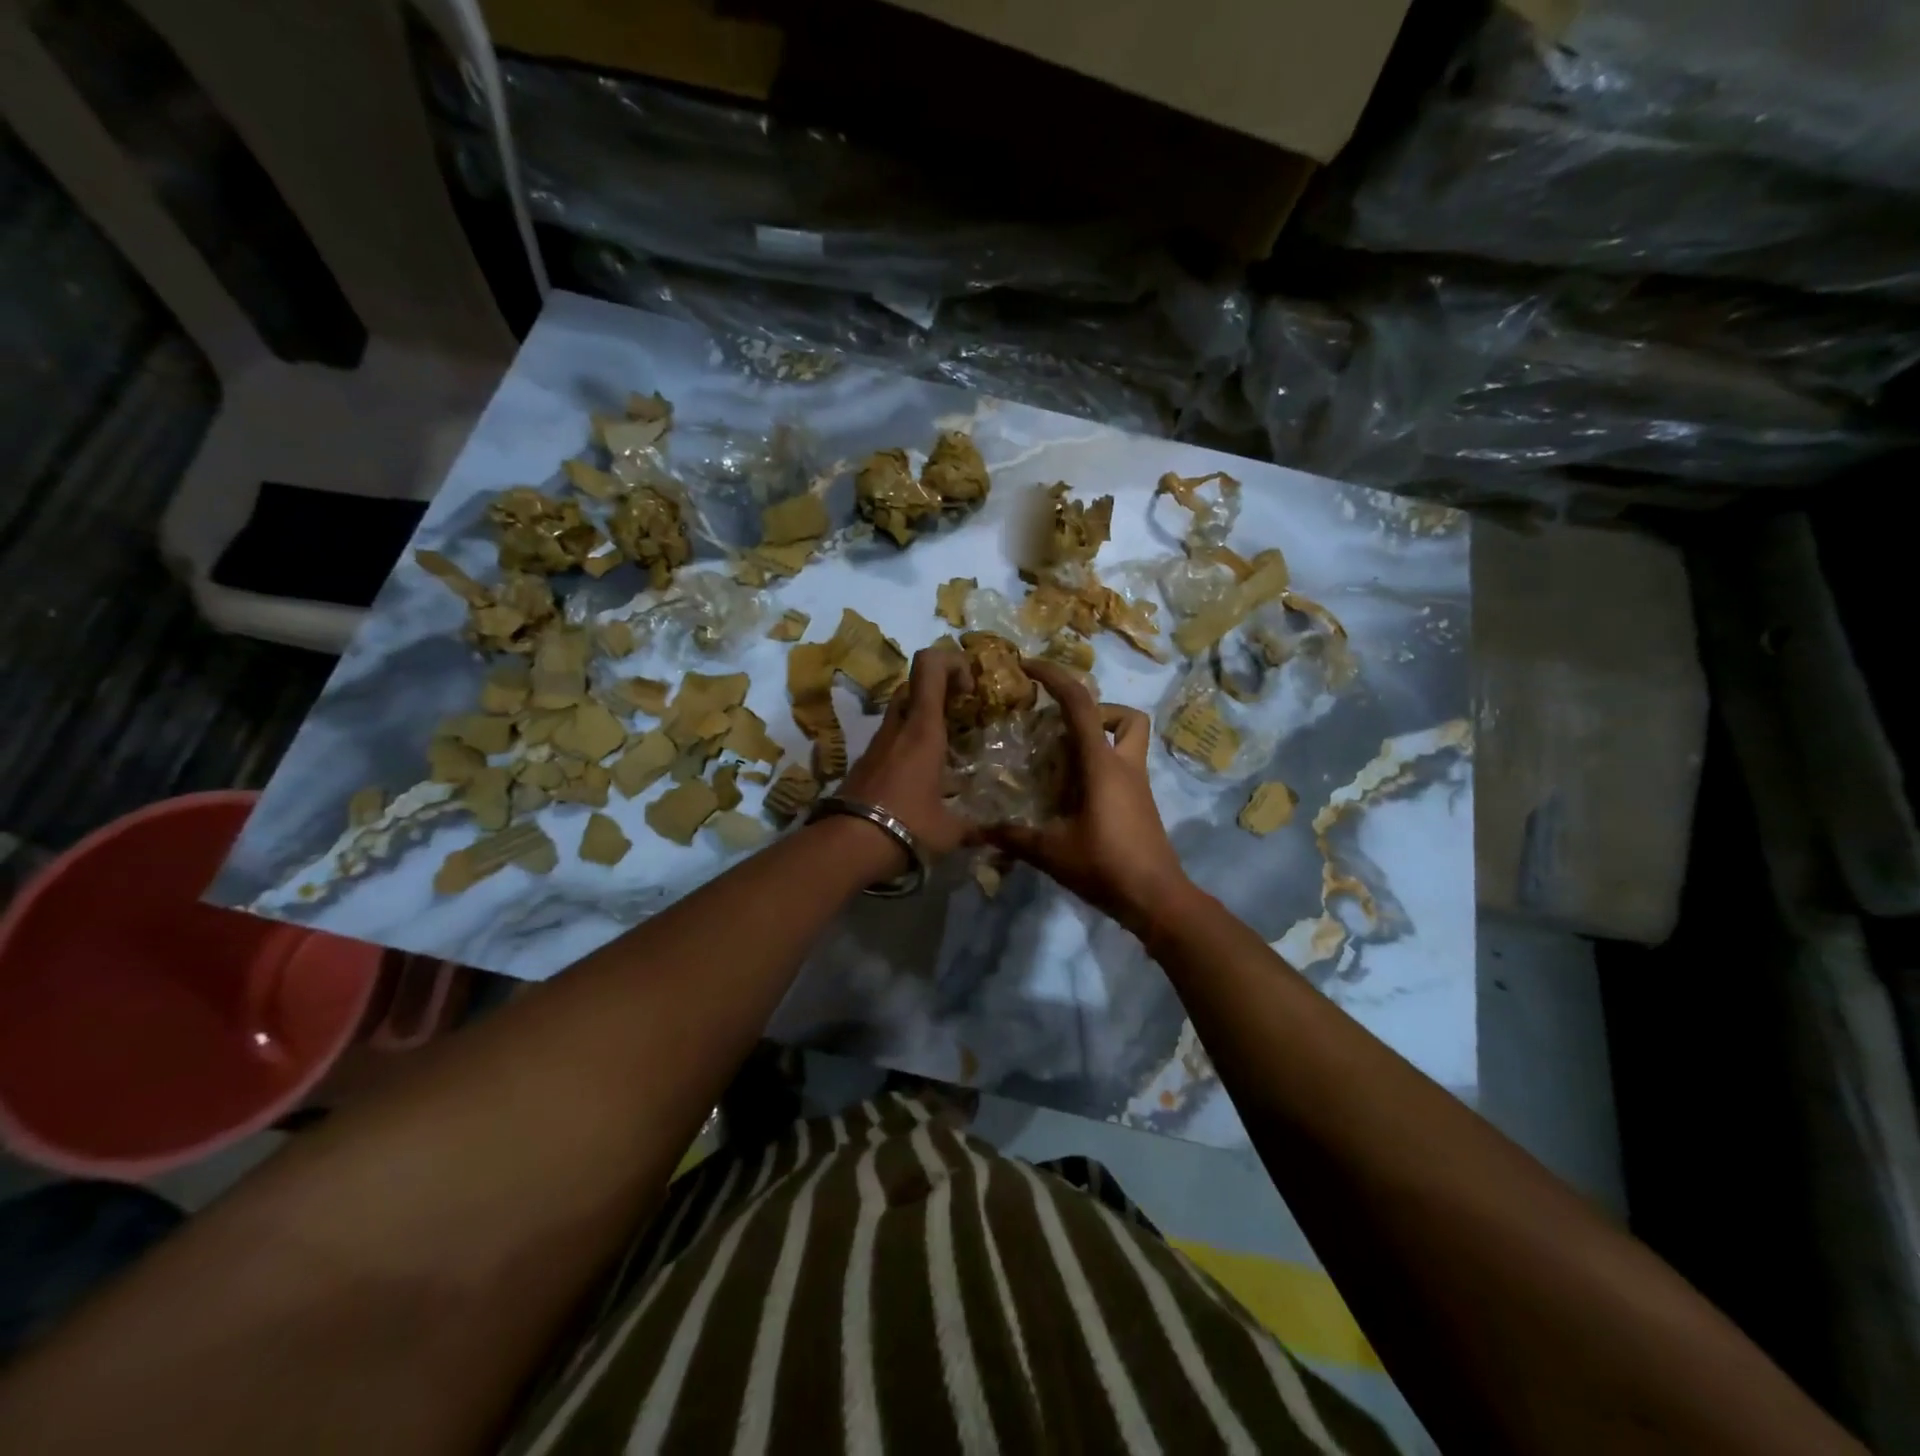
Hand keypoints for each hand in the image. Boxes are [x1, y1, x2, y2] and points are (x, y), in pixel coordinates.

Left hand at [838, 647, 970, 863]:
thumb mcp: (949, 830)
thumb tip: (992, 836)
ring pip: (901, 710)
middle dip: (941, 689)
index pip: (930, 666)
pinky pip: (892, 737)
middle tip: (962, 712)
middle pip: (915, 684)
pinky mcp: (865, 761)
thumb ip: (973, 828)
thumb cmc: (908, 826)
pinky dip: (909, 740)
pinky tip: (922, 773)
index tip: (970, 685)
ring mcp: (877, 743)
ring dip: (924, 716)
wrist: (847, 845)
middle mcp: (898, 727)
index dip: (951, 661)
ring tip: (946, 746)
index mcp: (923, 729)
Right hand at [980, 659, 1194, 936]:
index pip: (1080, 704)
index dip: (1055, 677)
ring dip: (1100, 737)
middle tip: (1060, 730)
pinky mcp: (1141, 804)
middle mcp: (1125, 766)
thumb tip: (975, 831)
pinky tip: (1072, 795)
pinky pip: (1122, 768)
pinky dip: (1100, 766)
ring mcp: (1138, 785)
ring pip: (1129, 740)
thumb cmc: (1105, 865)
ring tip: (1063, 761)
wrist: (1157, 899)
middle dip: (1094, 711)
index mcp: (1102, 765)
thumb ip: (1012, 837)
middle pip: (1125, 716)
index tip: (1029, 667)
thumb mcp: (1051, 851)